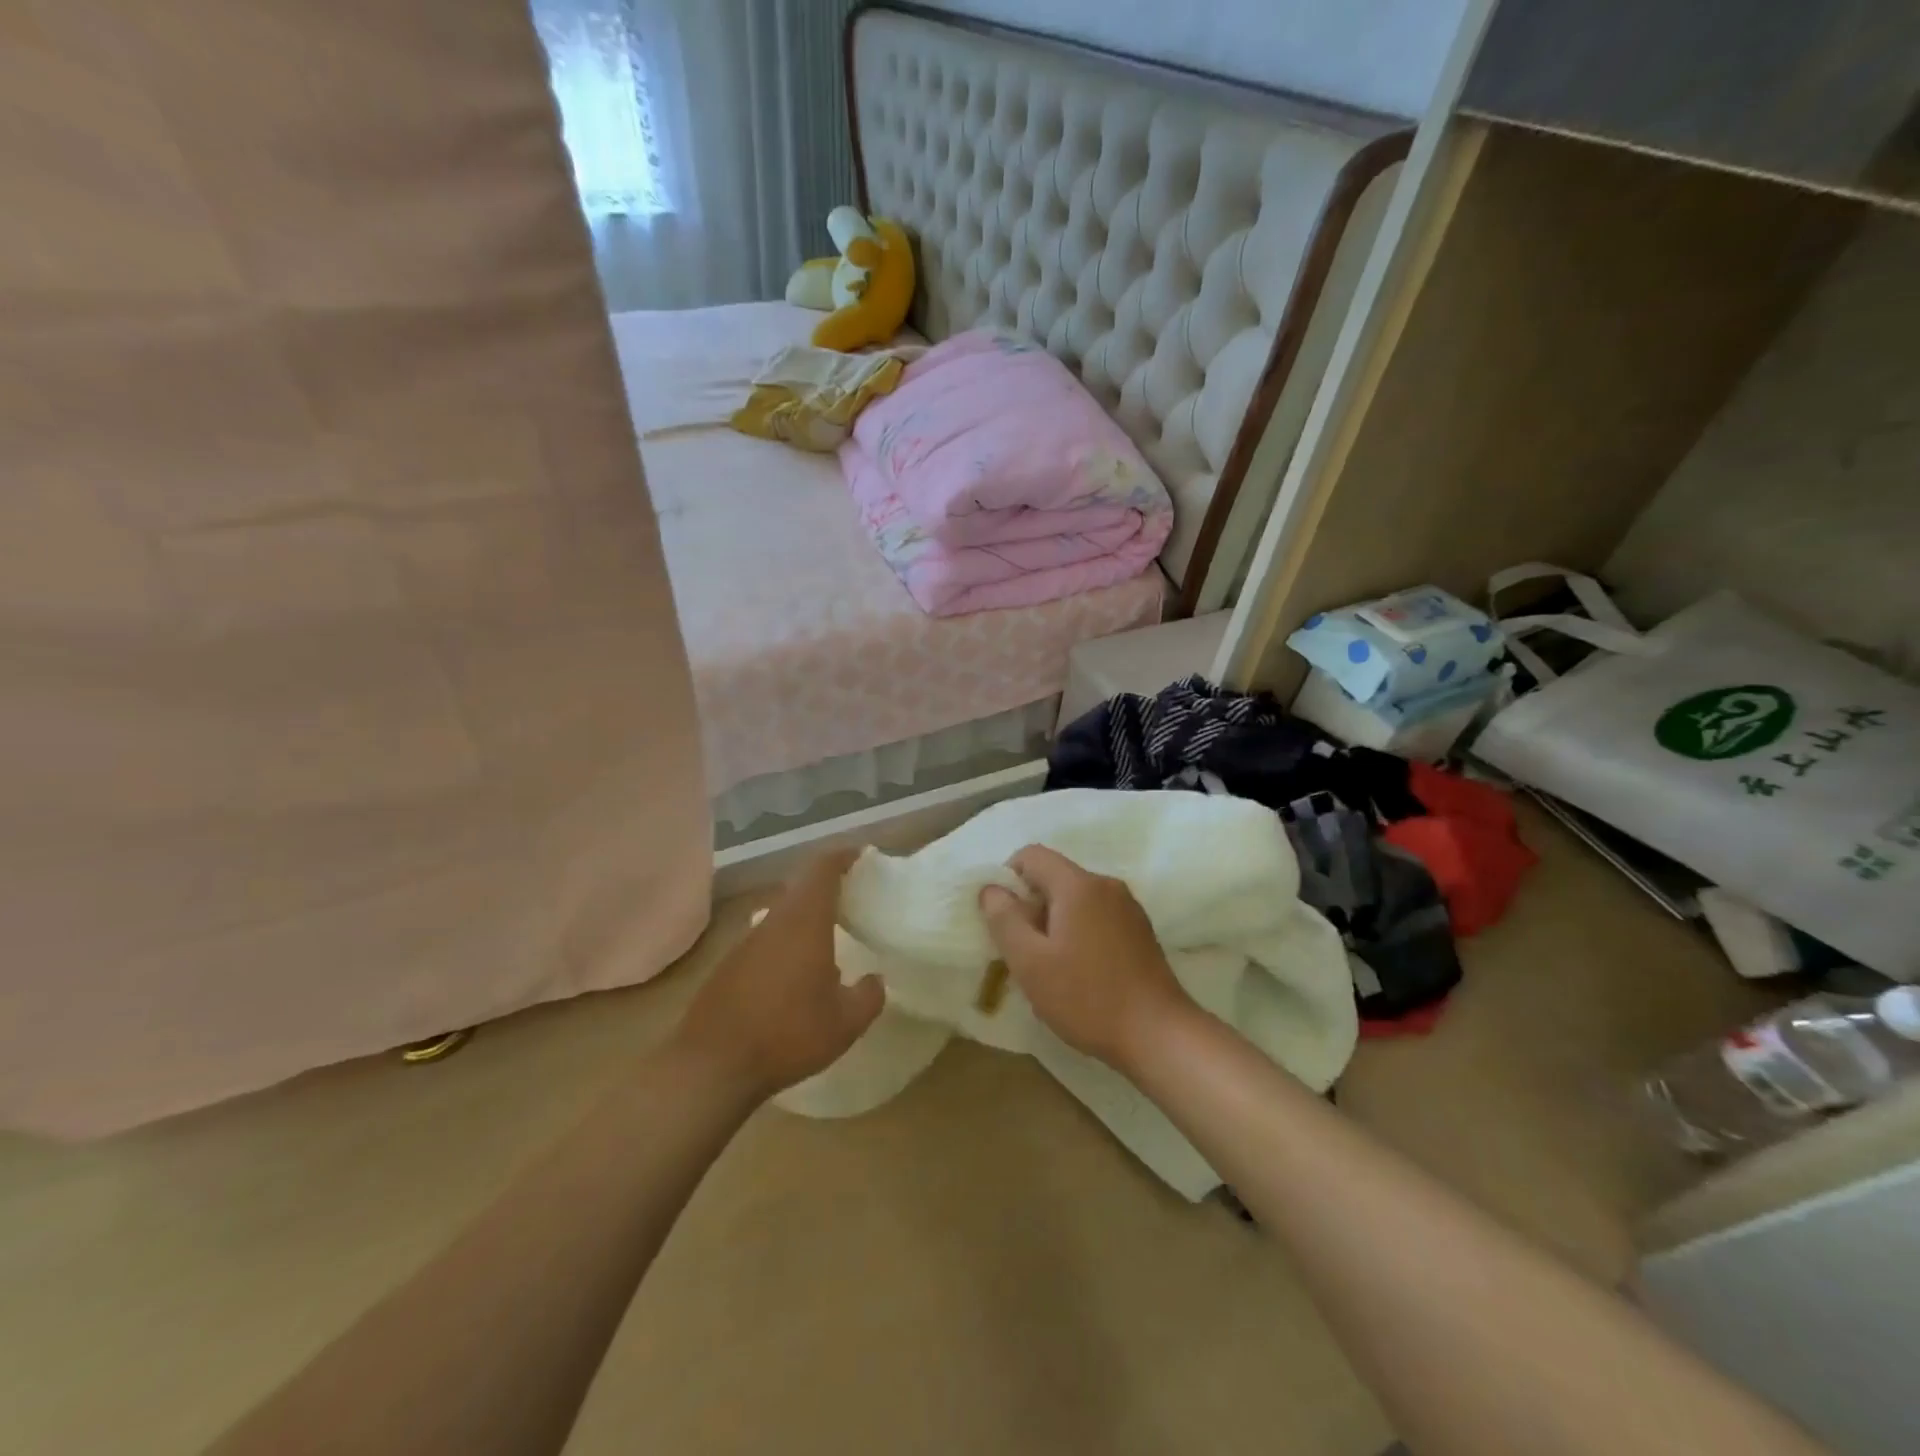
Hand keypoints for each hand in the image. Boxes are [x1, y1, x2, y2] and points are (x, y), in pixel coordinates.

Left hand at [676, 850, 884, 1101]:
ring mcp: (747, 942)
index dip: (842, 857)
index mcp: (804, 922)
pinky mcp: (730, 965)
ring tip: (830, 936)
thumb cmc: (787, 1035)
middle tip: (854, 898)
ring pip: (783, 913)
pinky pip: (767, 938)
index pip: (822, 869)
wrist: (711, 1067)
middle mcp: (773, 921)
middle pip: (802, 887)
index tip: (861, 857)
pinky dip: (788, 940)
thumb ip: (869, 996)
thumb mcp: (846, 1023)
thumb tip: (875, 980)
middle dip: (828, 885)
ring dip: (806, 915)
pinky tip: (797, 972)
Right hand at [978, 845, 1191, 1068]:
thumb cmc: (1087, 997)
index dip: (1008, 879)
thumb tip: (991, 889)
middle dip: (1031, 906)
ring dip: (1055, 922)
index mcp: (1078, 885)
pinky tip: (1081, 973)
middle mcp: (1106, 885)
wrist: (1159, 1034)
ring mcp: (1128, 908)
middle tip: (1024, 951)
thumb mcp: (1030, 962)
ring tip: (1051, 967)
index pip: (1031, 855)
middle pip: (1055, 877)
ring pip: (1077, 899)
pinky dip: (1080, 933)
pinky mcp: (1141, 931)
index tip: (1003, 920)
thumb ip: (1005, 919)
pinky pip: (1098, 917)